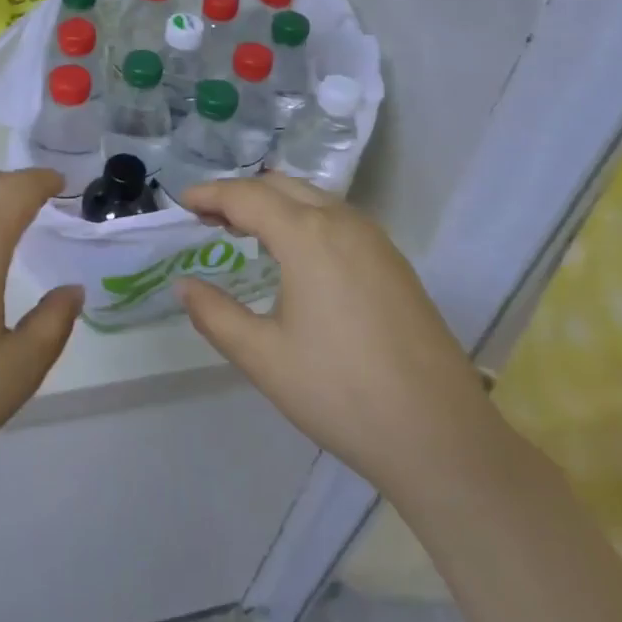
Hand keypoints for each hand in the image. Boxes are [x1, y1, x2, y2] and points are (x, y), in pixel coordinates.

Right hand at [175, 174, 503, 512]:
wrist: (439, 435)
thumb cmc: (340, 392)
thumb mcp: (262, 356)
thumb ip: (214, 314)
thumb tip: (183, 286)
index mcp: (307, 235)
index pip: (246, 196)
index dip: (210, 194)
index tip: (181, 202)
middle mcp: (343, 222)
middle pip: (281, 187)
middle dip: (240, 194)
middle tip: (207, 217)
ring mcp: (375, 240)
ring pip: (314, 199)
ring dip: (274, 204)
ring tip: (244, 230)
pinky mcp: (394, 262)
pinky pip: (338, 219)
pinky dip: (304, 219)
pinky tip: (295, 254)